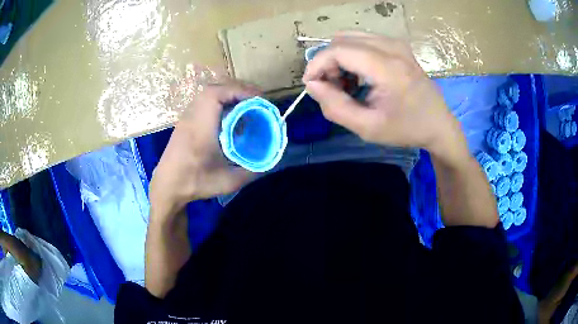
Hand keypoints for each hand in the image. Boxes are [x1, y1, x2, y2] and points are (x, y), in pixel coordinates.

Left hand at [149, 82, 259, 216]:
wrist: (167, 187)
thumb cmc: (194, 183)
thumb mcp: (228, 182)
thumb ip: (251, 171)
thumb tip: (270, 161)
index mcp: (201, 127)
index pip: (216, 94)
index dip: (239, 90)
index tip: (258, 99)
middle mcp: (192, 117)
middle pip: (214, 88)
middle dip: (237, 89)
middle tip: (256, 100)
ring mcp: (187, 118)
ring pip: (208, 94)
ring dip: (228, 94)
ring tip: (245, 105)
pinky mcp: (185, 122)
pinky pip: (204, 102)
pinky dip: (220, 102)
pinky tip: (229, 116)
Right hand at [303, 31, 462, 158]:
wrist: (438, 124)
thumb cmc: (406, 129)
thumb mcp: (367, 128)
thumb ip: (335, 107)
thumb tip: (312, 85)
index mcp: (387, 67)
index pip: (338, 50)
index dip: (317, 65)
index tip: (311, 85)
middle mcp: (391, 47)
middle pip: (342, 40)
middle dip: (328, 62)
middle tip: (332, 88)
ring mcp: (396, 43)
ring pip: (350, 38)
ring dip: (339, 58)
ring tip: (346, 83)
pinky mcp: (397, 45)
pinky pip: (363, 40)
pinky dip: (352, 55)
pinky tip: (359, 76)